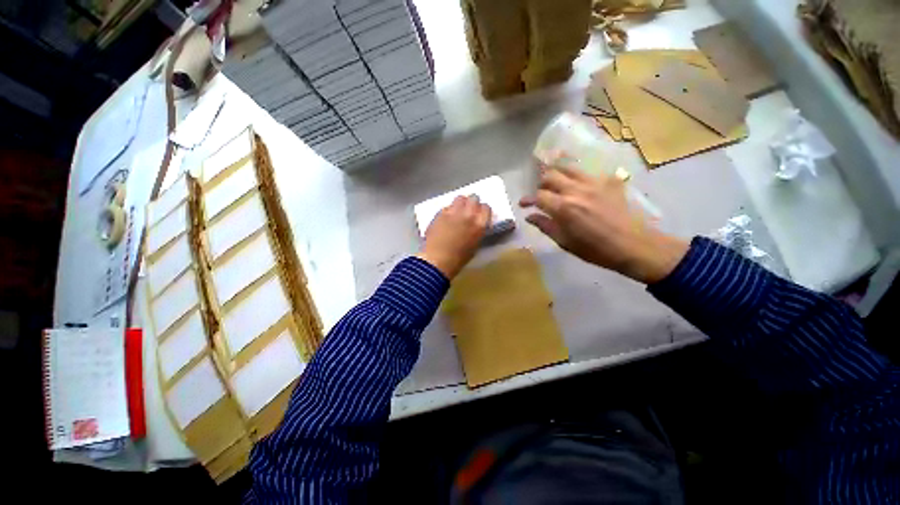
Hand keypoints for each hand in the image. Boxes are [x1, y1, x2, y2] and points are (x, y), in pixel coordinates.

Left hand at [417, 195, 491, 278]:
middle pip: (474, 198)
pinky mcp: (440, 213)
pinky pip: (447, 206)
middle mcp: (468, 215)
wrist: (437, 260)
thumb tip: (476, 225)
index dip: (483, 210)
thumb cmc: (458, 259)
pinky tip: (446, 218)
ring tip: (458, 210)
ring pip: (460, 198)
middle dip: (472, 202)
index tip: (480, 213)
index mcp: (479, 225)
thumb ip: (477, 231)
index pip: (486, 208)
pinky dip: (448, 210)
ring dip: (461, 202)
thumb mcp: (475, 246)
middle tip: (469, 209)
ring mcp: (453, 212)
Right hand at [520, 165, 687, 283]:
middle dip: (541, 184)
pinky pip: (590, 172)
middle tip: (541, 193)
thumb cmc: (595, 249)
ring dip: (558, 173)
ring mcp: (594, 183)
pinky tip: (581, 186)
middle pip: (550, 175)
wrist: (633, 245)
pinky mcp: (609, 181)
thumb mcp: (565, 242)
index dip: (527, 199)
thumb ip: (545, 226)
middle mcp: (575, 190)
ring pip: (569, 168)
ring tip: (556, 182)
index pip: (538, 196)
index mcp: (563, 207)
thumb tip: (529, 216)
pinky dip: (580, 177)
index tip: (523, 204)